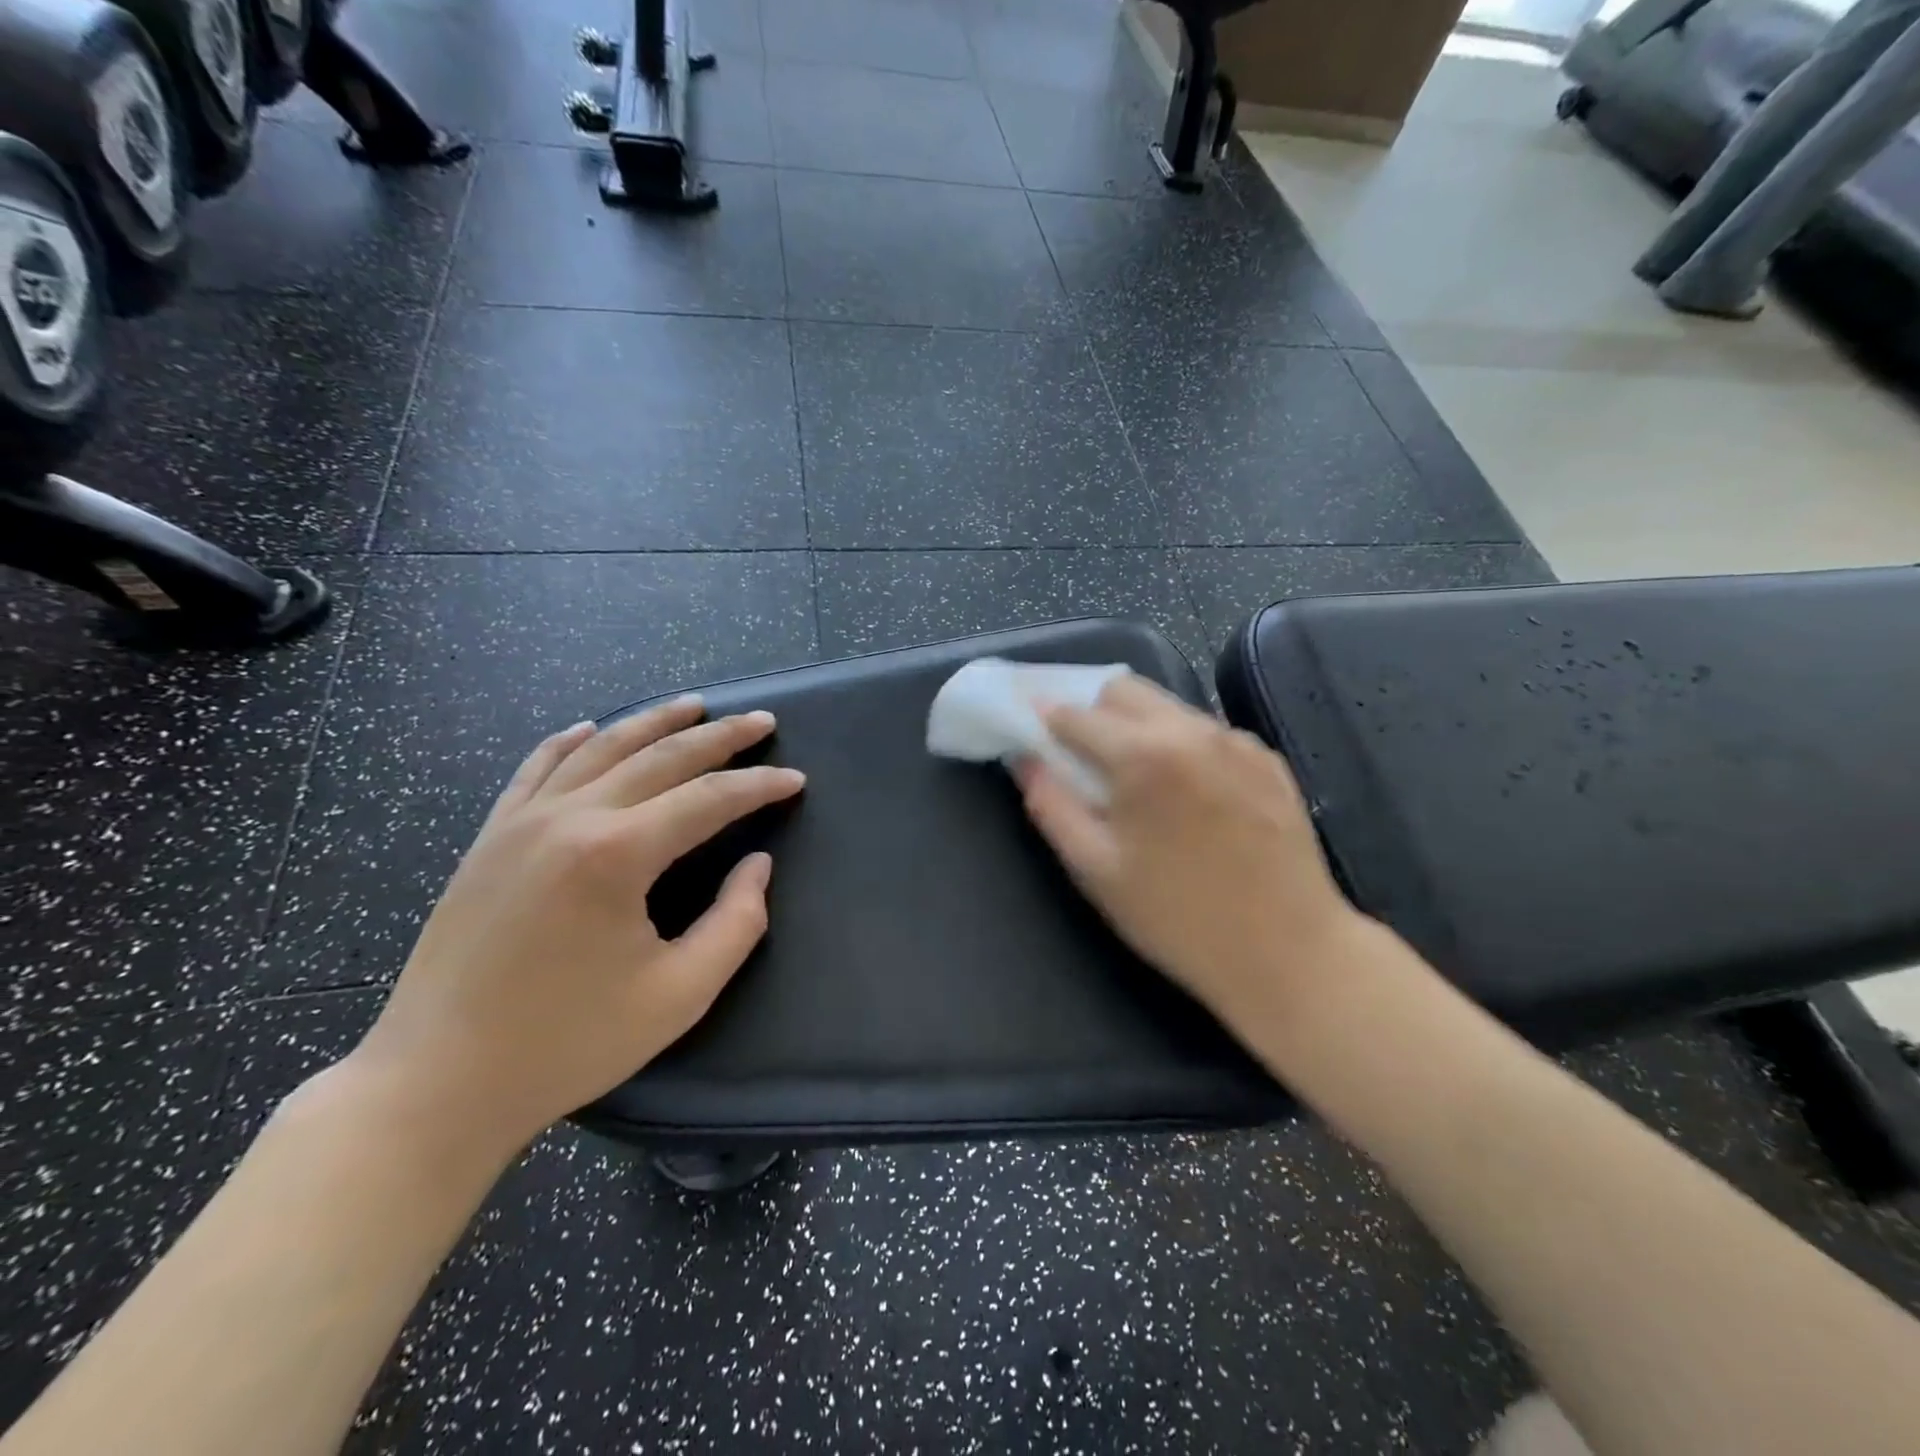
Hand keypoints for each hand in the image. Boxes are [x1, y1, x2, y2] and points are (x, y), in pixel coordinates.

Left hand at [344, 698, 804, 1164]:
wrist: (436, 1082)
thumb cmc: (568, 1043)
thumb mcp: (679, 995)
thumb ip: (736, 923)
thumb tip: (757, 865)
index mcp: (617, 854)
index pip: (709, 799)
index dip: (759, 786)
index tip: (796, 779)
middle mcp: (570, 818)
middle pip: (660, 756)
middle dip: (720, 735)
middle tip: (762, 721)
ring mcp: (521, 821)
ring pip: (600, 748)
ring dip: (654, 722)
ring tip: (694, 705)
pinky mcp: (489, 838)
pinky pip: (536, 768)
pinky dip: (570, 741)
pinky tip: (590, 728)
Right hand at [1019, 675, 1364, 1035]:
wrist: (1290, 953)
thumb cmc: (1178, 918)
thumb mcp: (1096, 870)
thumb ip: (1052, 806)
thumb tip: (1025, 760)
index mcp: (1142, 754)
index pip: (1075, 714)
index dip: (1045, 720)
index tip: (1031, 732)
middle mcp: (1191, 730)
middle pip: (1123, 690)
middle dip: (1092, 713)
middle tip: (1082, 759)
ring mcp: (1237, 741)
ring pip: (1168, 706)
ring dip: (1137, 726)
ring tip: (1137, 781)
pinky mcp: (1268, 760)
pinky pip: (1207, 732)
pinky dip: (1181, 745)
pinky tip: (1187, 795)